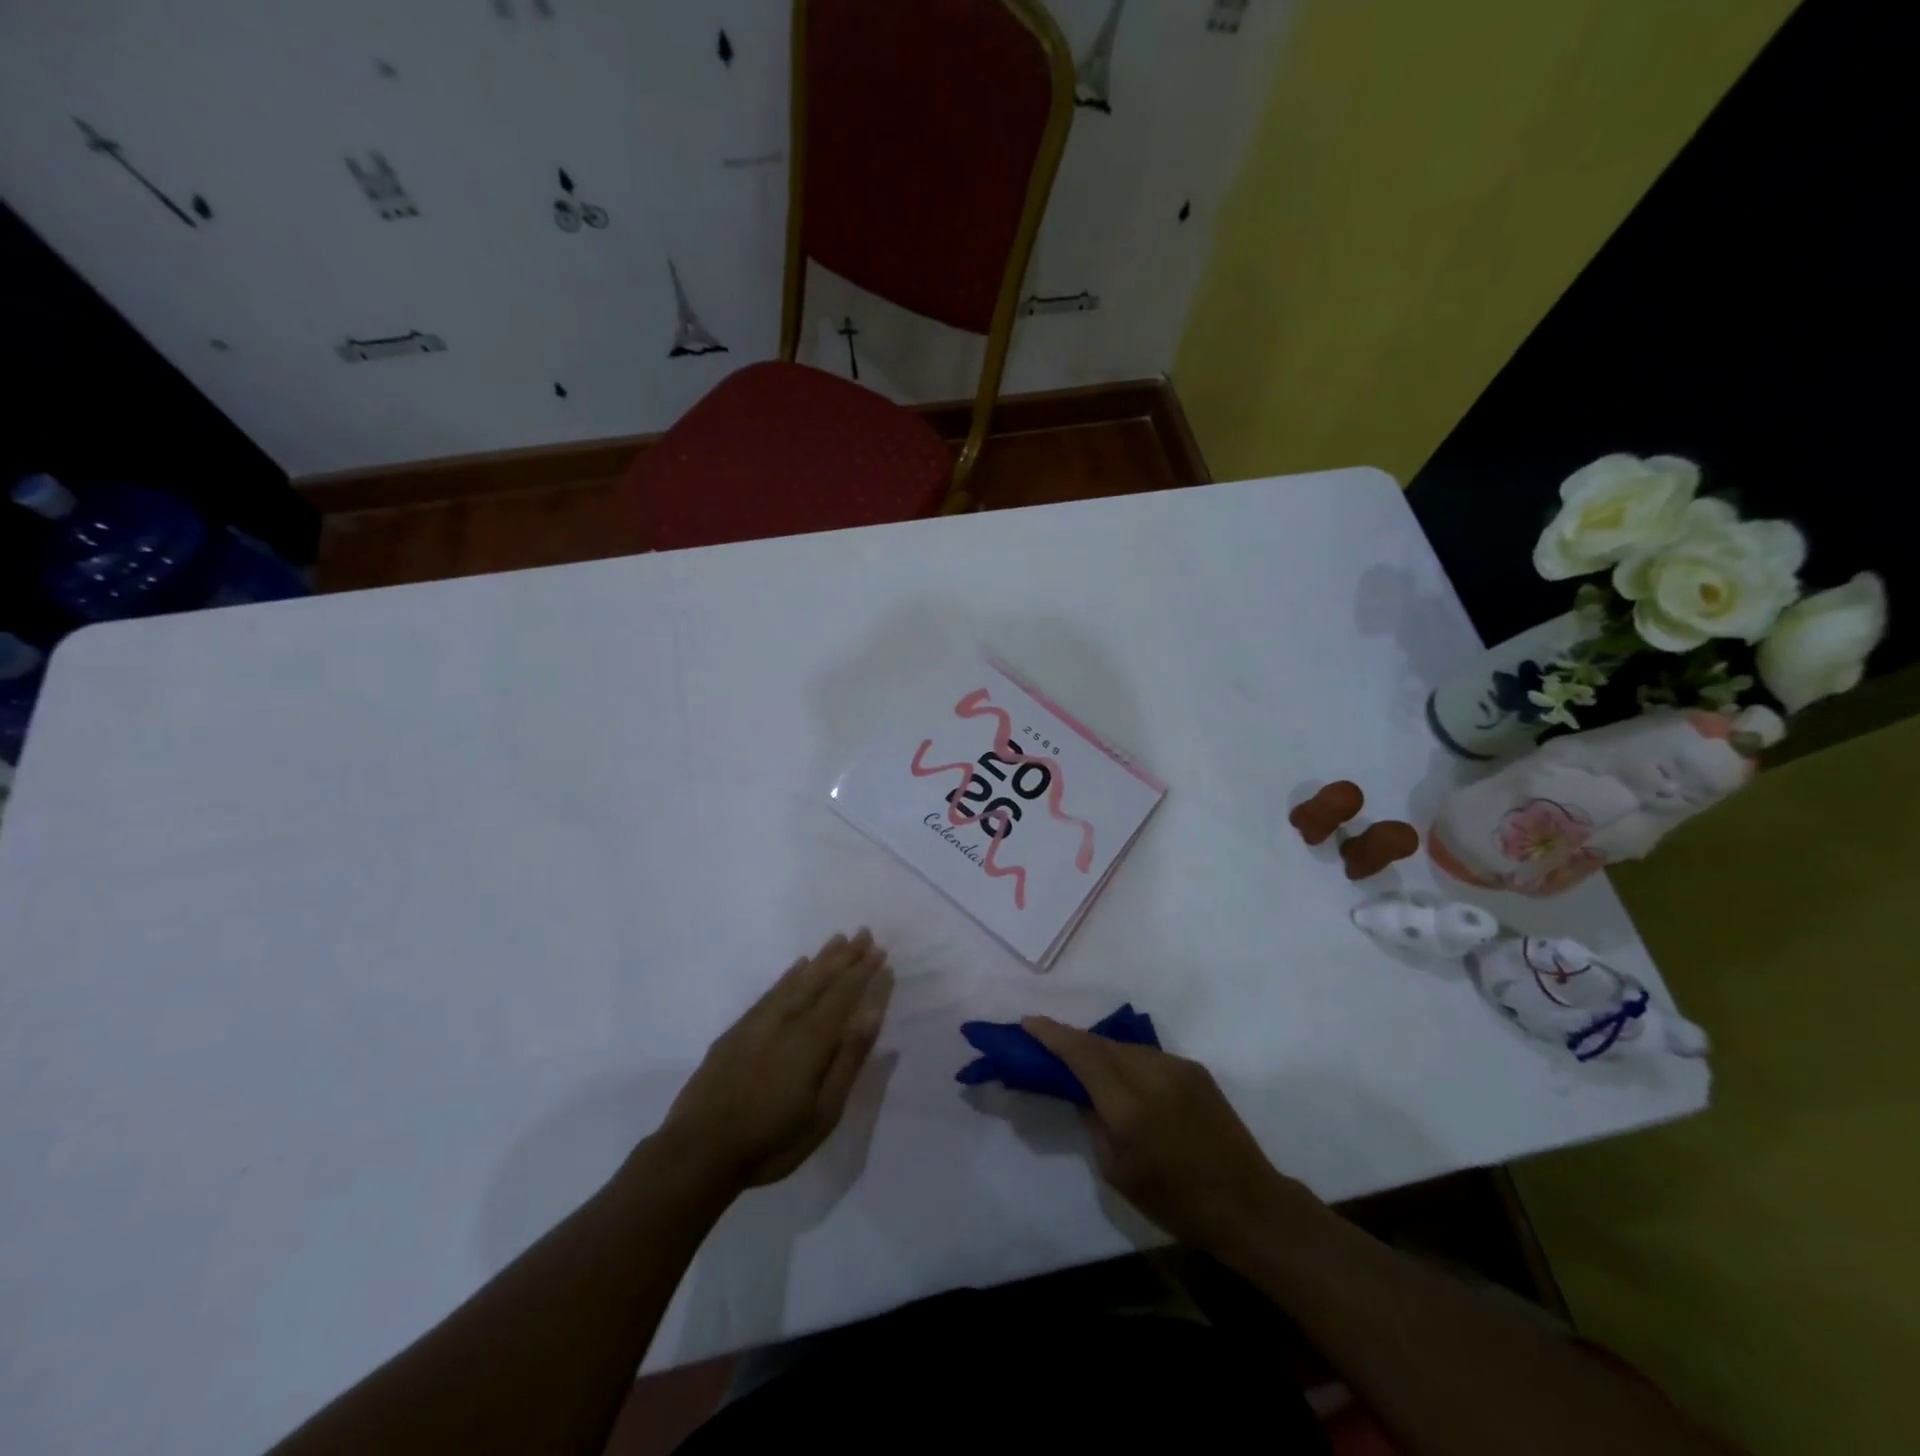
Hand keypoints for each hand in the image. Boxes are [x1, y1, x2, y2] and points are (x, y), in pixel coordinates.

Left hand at [661, 930, 892, 1192]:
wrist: (697, 1152)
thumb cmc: (771, 1140)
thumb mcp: (823, 1112)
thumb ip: (847, 1059)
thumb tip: (871, 1013)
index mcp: (812, 1038)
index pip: (844, 994)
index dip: (862, 972)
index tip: (880, 951)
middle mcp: (787, 1019)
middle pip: (821, 979)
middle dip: (845, 956)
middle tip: (864, 933)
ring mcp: (759, 1022)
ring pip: (796, 980)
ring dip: (820, 959)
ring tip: (837, 940)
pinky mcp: (737, 1031)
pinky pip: (771, 991)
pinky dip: (788, 975)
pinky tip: (796, 967)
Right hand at [1023, 1016, 1296, 1255]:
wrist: (1246, 1203)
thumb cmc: (1175, 1201)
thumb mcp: (1117, 1172)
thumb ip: (1094, 1123)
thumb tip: (1081, 1094)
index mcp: (1129, 1108)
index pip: (1081, 1055)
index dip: (1052, 1035)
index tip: (1028, 1022)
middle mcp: (1152, 1076)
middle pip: (1100, 1043)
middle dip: (1071, 1039)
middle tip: (1047, 1042)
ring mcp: (1177, 1067)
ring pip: (1124, 1046)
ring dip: (1099, 1048)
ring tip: (1082, 1059)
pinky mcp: (1194, 1069)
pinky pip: (1148, 1055)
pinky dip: (1126, 1058)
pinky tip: (1121, 1074)